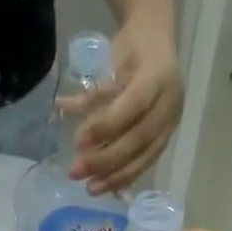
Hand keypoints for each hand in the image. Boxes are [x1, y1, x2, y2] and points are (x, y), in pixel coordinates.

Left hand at [70, 17, 182, 194]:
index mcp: (158, 77)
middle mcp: (169, 102)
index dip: (106, 126)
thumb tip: (60, 108)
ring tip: (91, 189)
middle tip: (76, 172)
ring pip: (145, 155)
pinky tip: (109, 188)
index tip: (79, 142)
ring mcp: (171, 122)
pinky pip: (147, 161)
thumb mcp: (112, 63)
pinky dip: (127, 175)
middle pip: (139, 138)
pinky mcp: (167, 136)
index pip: (133, 106)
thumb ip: (93, 92)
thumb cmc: (132, 49)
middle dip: (106, 159)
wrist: (159, 41)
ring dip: (116, 176)